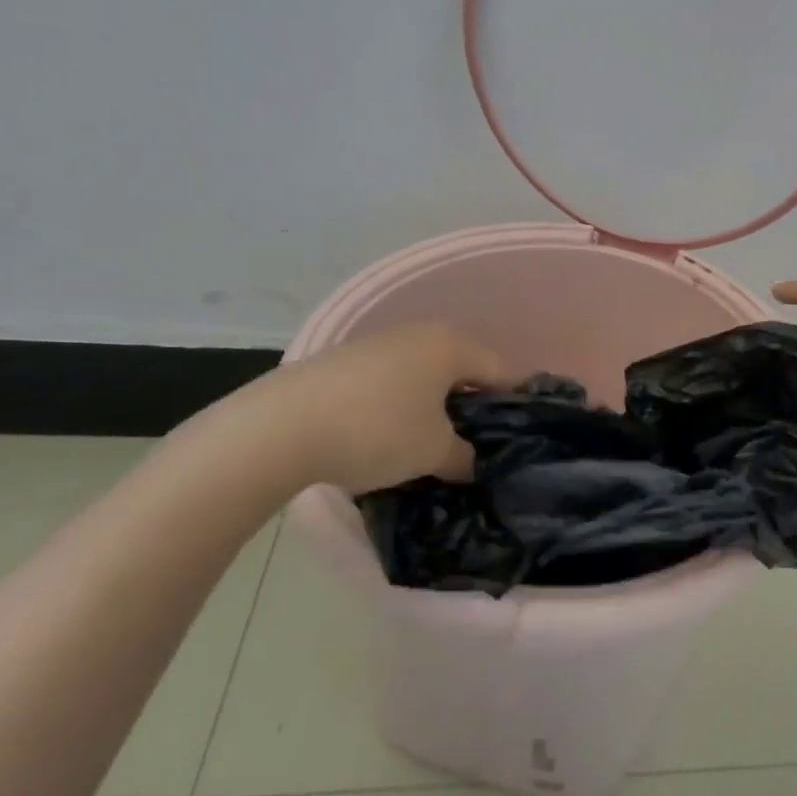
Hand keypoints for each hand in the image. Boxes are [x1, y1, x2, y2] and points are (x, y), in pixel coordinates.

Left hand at [264, 324, 512, 494]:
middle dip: (471, 404)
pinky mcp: (343, 359)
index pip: (501, 371)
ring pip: (423, 374)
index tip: (517, 434)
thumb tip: (469, 463)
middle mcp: (419, 333)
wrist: (279, 427)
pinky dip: (398, 403)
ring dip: (432, 404)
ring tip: (428, 443)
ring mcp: (377, 342)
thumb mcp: (433, 452)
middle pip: (462, 368)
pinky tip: (385, 434)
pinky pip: (389, 380)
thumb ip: (463, 457)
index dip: (514, 403)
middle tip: (473, 443)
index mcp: (451, 345)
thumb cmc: (376, 431)